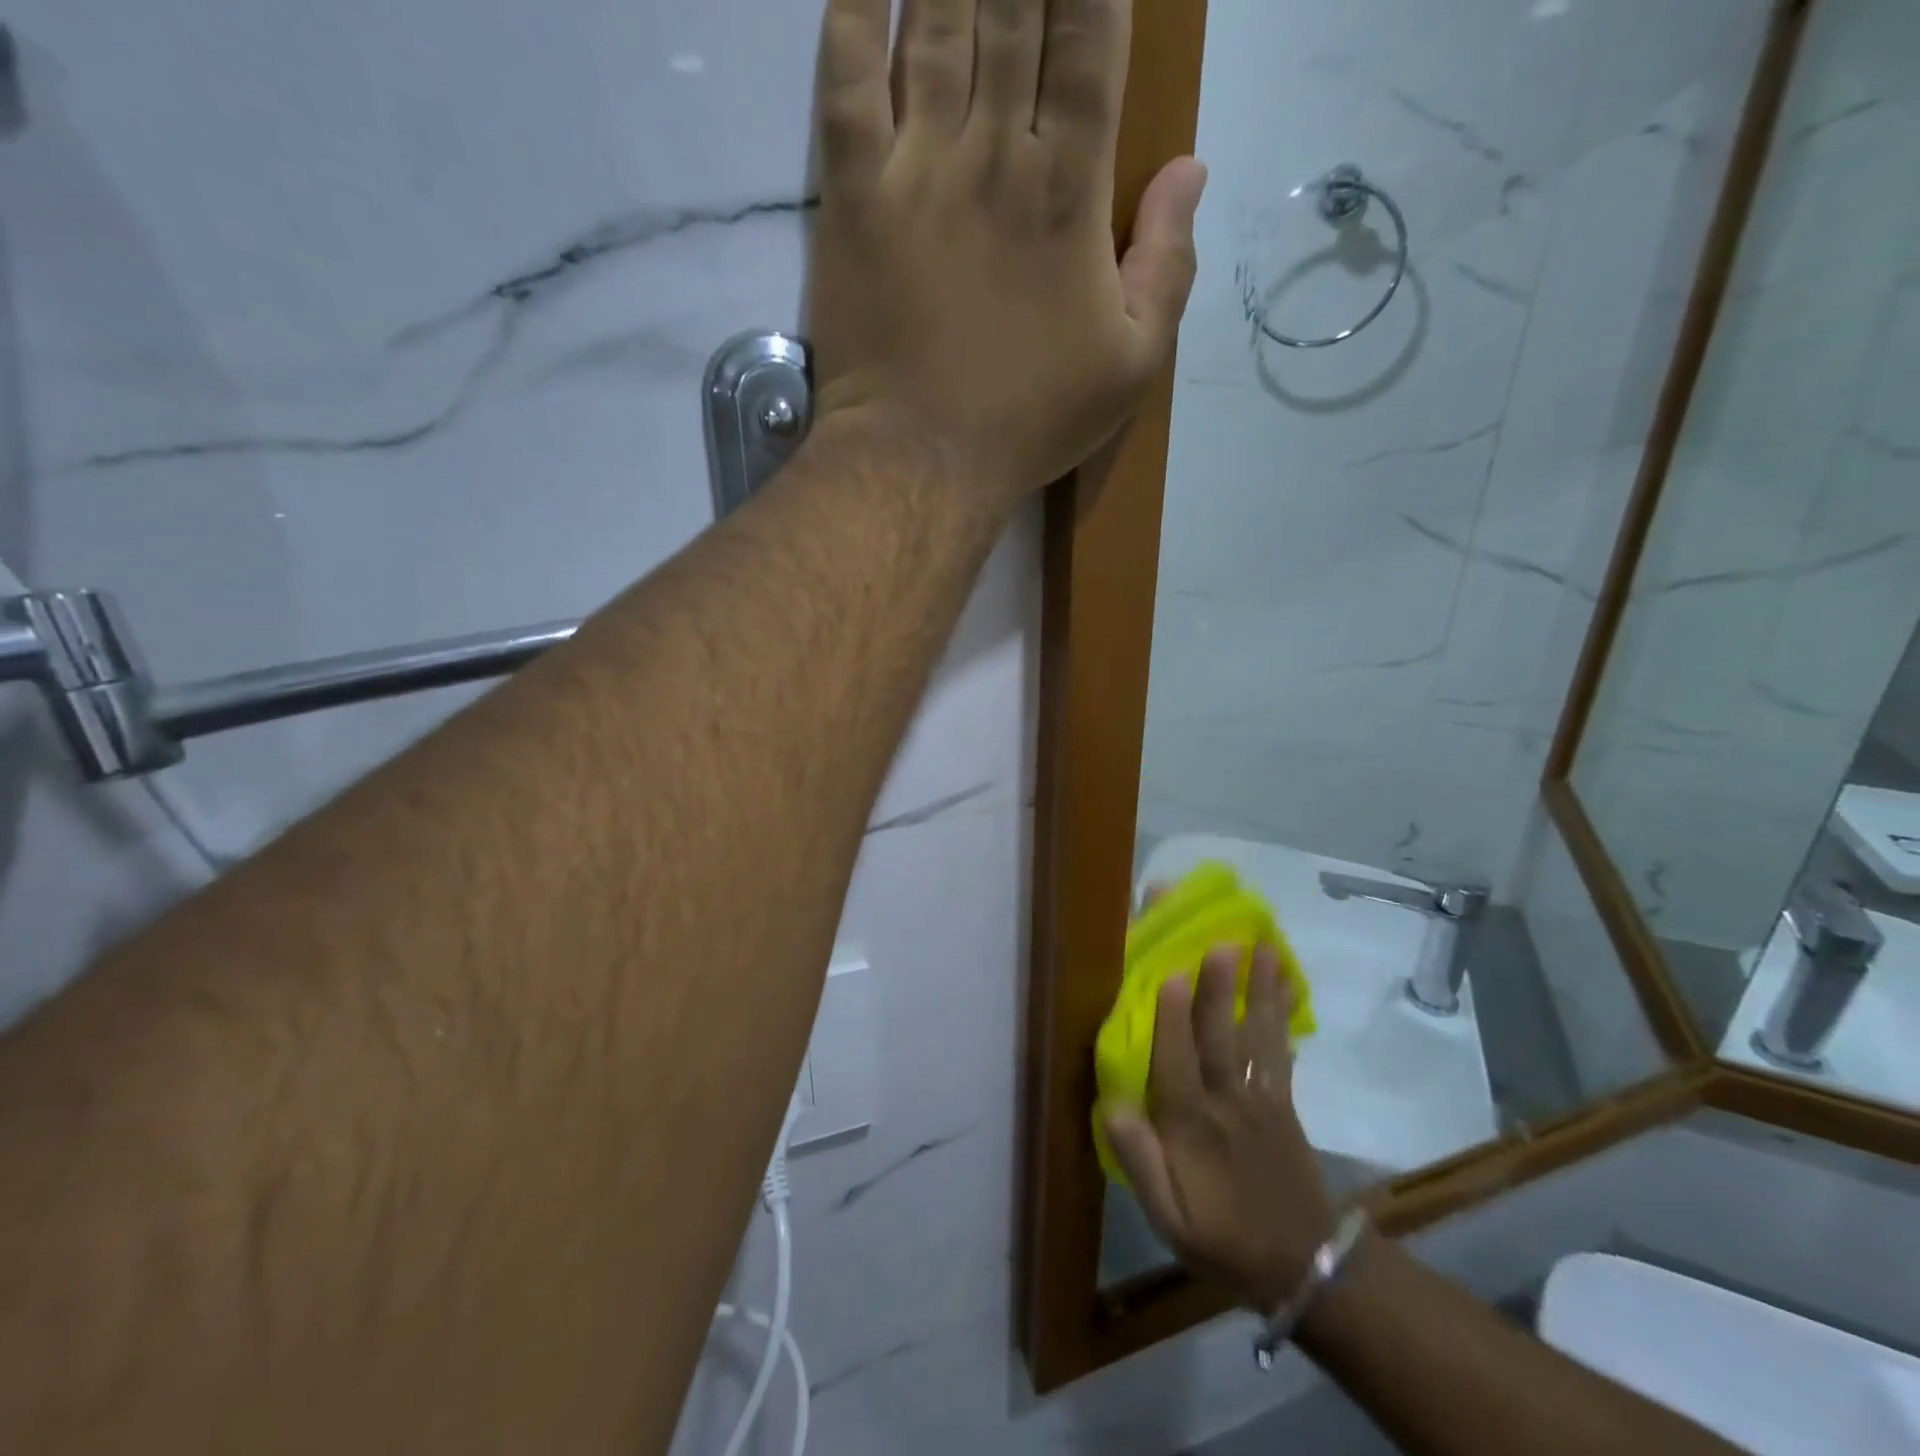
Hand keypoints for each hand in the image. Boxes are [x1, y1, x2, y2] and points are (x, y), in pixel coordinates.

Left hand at [807, 0, 1206, 502]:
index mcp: (1072, 190)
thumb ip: (1170, 266)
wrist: (921, 462)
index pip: (1092, 38)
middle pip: (1015, 5)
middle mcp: (998, 152)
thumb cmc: (1028, 423)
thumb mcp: (1129, 368)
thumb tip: (1192, 170)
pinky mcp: (854, 195)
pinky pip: (848, 76)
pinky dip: (854, 7)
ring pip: (938, 17)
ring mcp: (919, 167)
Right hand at [1104, 942, 1335, 1313]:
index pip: (1177, 1062)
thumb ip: (1141, 1163)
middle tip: (1223, 942)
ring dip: (1260, 990)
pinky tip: (1289, 984)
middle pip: (1221, 1037)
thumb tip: (1112, 1106)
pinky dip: (1285, 1015)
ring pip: (1257, 1035)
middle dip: (1220, 988)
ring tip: (1266, 947)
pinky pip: (1282, 1050)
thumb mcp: (1169, 1220)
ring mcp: (1261, 1098)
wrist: (1304, 1269)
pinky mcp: (1283, 1101)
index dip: (1171, 1018)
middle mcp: (1227, 1101)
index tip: (1168, 973)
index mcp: (1192, 1127)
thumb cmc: (1223, 1238)